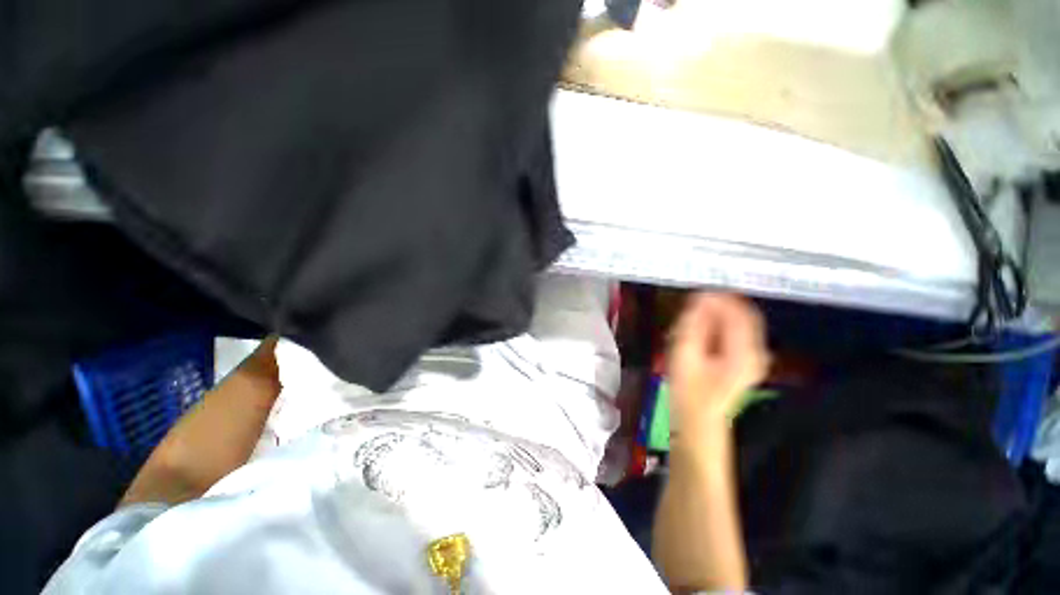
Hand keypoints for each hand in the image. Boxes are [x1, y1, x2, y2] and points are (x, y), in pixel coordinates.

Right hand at [667, 294, 768, 427]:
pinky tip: (700, 330)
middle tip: (690, 306)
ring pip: (739, 320)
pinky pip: (735, 330)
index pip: (739, 310)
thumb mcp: (685, 354)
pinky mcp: (746, 358)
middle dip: (716, 305)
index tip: (695, 293)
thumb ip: (694, 324)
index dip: (718, 297)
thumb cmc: (688, 390)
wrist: (698, 419)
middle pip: (742, 313)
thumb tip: (700, 298)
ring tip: (692, 319)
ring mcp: (754, 355)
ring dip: (716, 314)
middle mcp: (757, 351)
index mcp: (745, 351)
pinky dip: (718, 324)